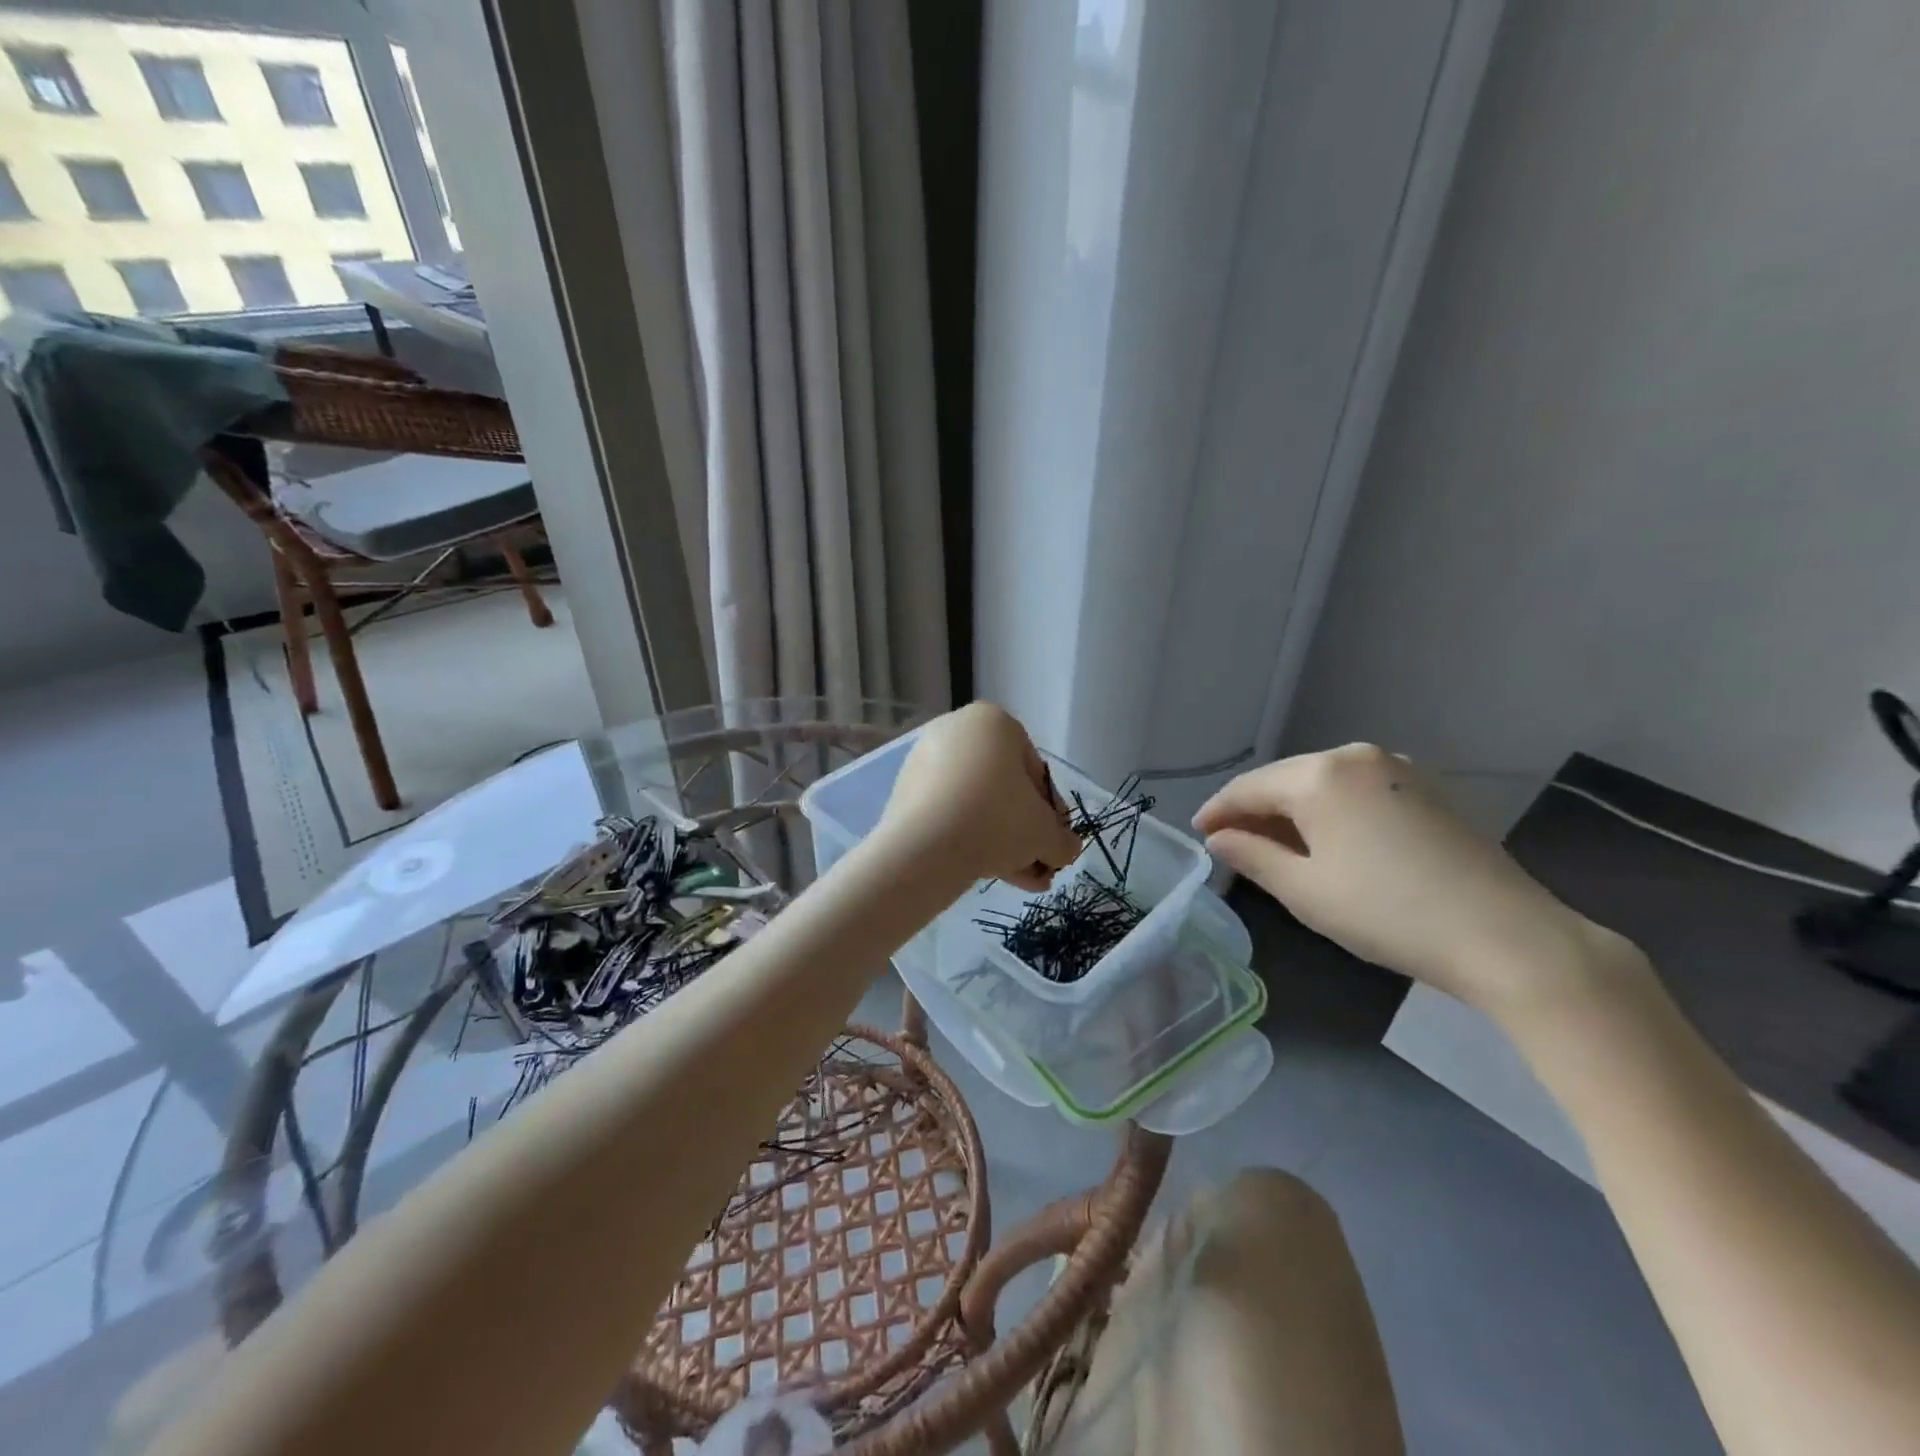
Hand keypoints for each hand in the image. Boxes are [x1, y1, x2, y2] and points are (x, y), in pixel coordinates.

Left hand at [883, 703, 1082, 890]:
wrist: (924, 847)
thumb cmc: (996, 821)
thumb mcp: (1045, 834)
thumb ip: (1063, 840)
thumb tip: (1067, 848)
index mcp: (993, 721)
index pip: (1036, 772)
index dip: (1051, 812)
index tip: (1054, 841)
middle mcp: (956, 730)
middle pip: (1004, 789)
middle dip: (1024, 831)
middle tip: (1039, 864)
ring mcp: (925, 759)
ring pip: (976, 804)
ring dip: (1001, 842)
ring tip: (1020, 880)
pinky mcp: (904, 790)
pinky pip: (948, 813)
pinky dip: (969, 838)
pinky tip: (989, 872)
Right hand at [1194, 744, 1625, 1013]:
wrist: (1507, 936)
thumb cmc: (1388, 912)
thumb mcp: (1305, 891)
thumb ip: (1252, 856)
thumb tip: (1218, 839)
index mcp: (1320, 775)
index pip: (1249, 788)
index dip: (1218, 811)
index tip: (1198, 834)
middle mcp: (1357, 757)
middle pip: (1286, 780)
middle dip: (1255, 810)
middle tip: (1231, 843)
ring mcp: (1399, 769)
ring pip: (1323, 783)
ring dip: (1293, 810)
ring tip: (1274, 845)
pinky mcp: (1428, 789)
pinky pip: (1358, 790)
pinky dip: (1331, 810)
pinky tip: (1327, 839)